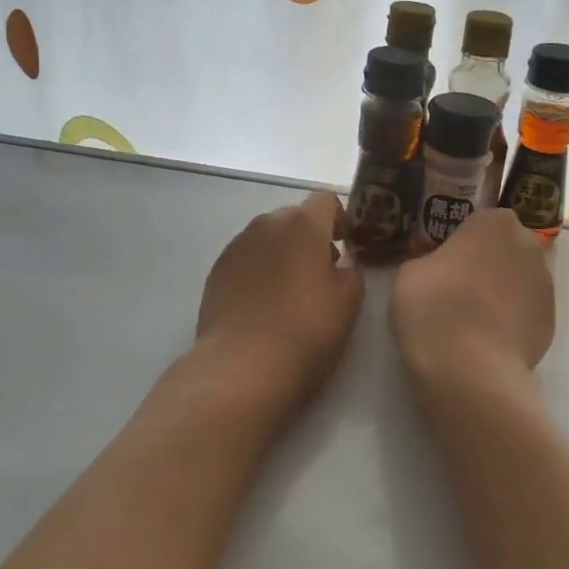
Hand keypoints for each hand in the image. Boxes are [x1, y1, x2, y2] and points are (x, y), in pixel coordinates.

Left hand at [195, 191, 364, 409]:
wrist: (242, 368)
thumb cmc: (306, 331)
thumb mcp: (349, 302)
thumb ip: (352, 270)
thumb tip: (342, 261)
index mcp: (303, 225)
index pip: (325, 200)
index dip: (339, 220)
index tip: (345, 249)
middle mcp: (266, 225)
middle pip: (294, 217)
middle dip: (309, 237)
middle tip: (319, 275)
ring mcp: (236, 246)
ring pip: (267, 237)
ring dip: (281, 253)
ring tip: (288, 293)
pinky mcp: (216, 271)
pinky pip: (245, 258)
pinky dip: (257, 271)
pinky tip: (262, 306)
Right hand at [391, 209, 553, 391]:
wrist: (469, 370)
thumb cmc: (434, 307)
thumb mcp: (409, 272)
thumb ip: (430, 259)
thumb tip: (439, 268)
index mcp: (495, 222)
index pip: (480, 221)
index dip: (462, 241)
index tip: (444, 261)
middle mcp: (529, 245)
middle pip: (506, 248)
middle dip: (488, 262)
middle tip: (458, 287)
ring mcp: (546, 285)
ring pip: (519, 280)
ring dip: (501, 291)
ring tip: (472, 319)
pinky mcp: (552, 323)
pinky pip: (526, 312)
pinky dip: (511, 320)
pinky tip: (487, 340)